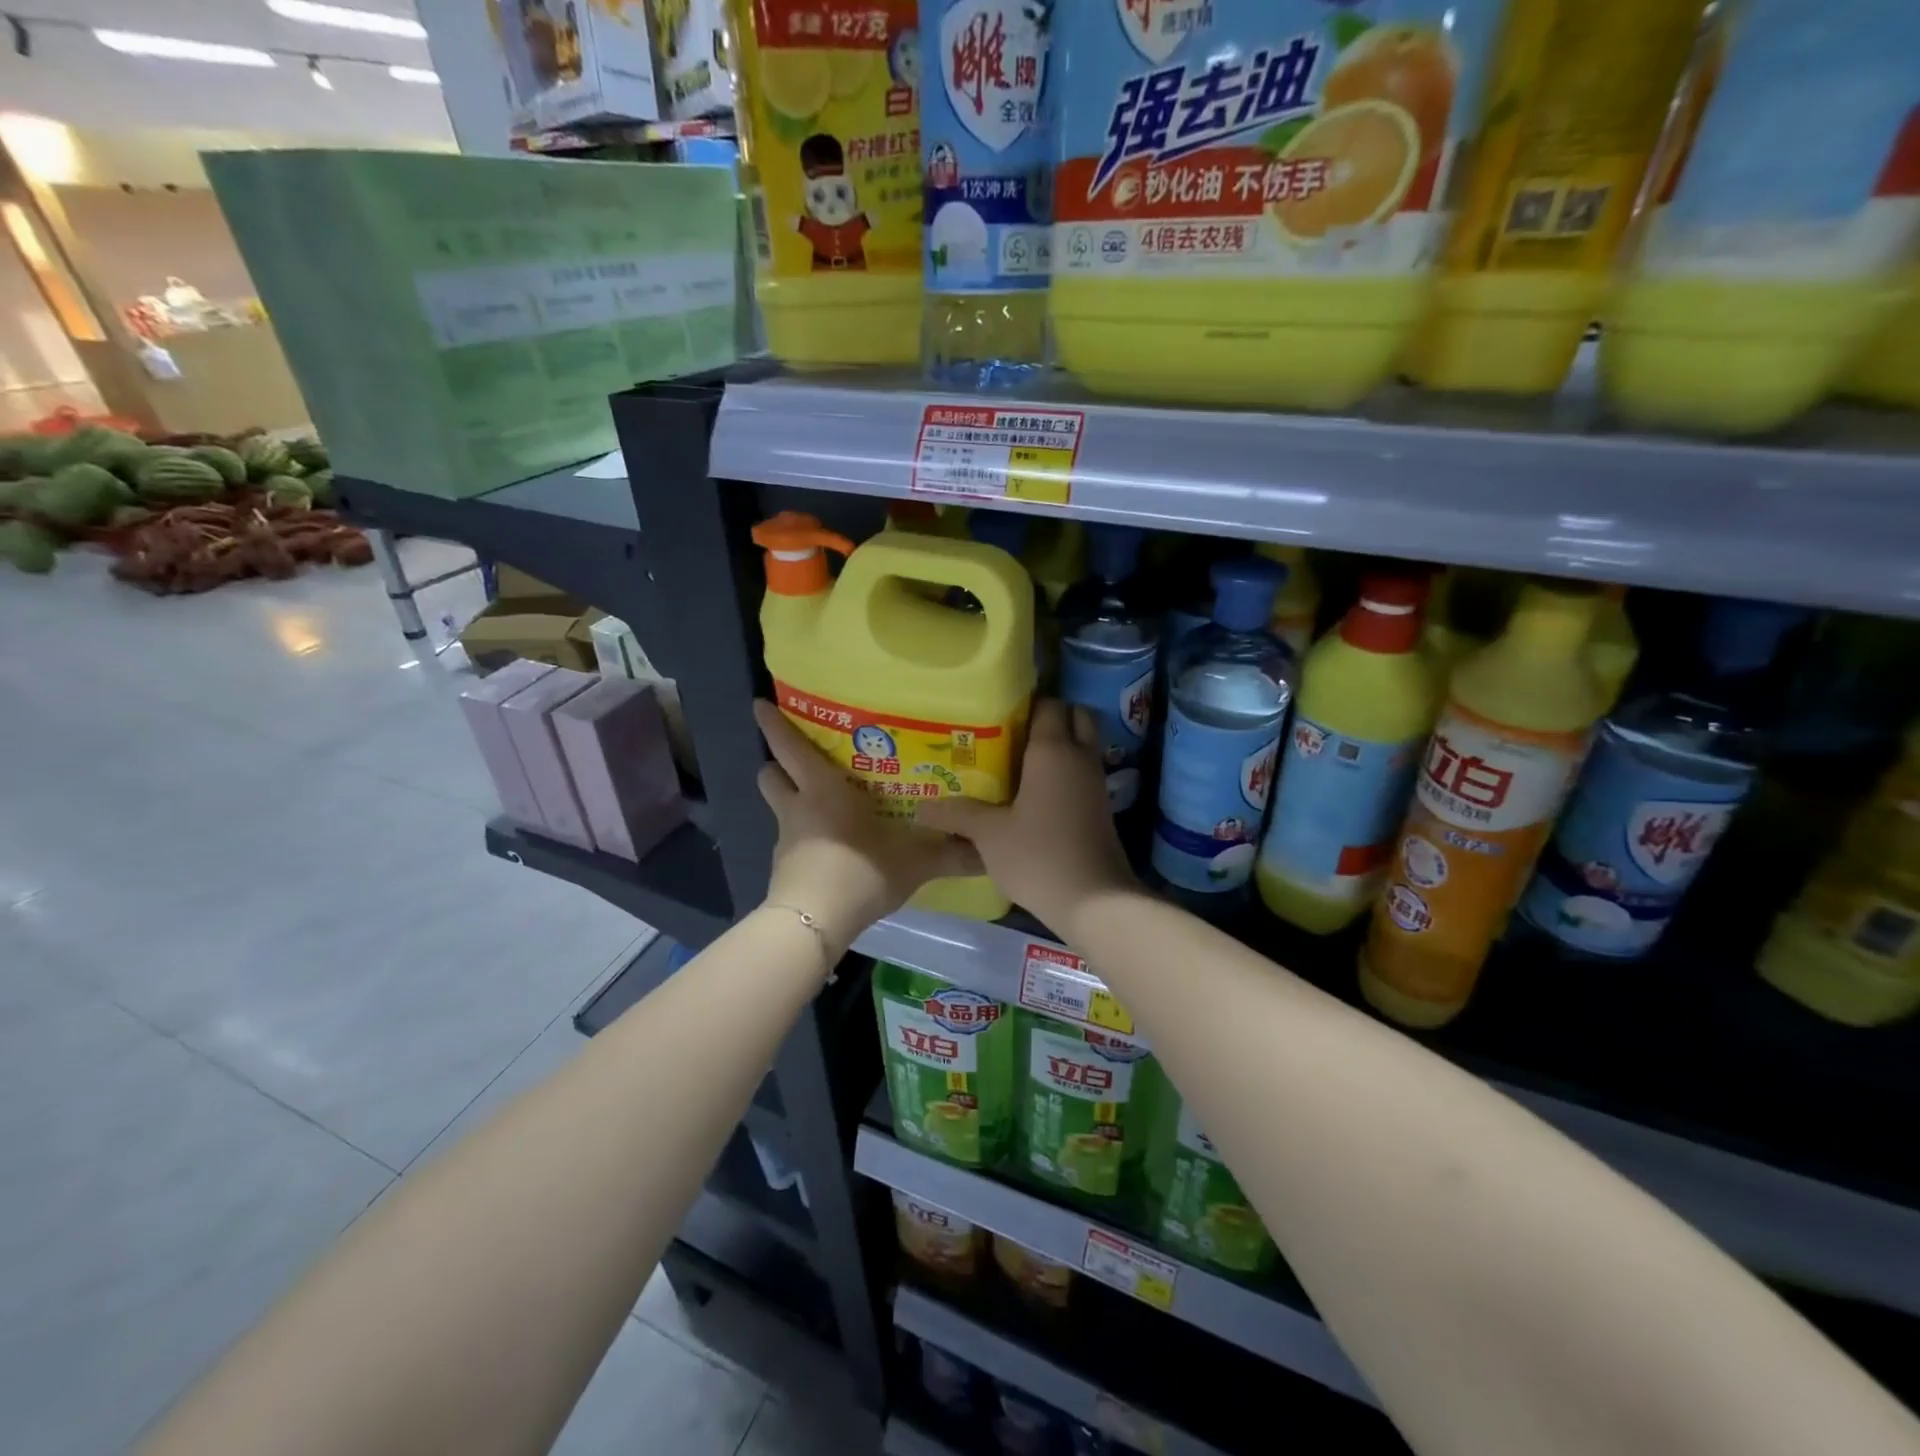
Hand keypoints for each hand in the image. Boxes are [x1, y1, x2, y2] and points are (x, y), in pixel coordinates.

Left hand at [754, 700, 980, 951]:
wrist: (815, 924)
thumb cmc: (860, 872)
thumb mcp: (914, 862)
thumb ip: (951, 854)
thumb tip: (990, 849)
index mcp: (823, 790)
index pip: (789, 747)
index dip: (774, 724)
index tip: (761, 704)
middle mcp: (797, 808)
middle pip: (771, 774)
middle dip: (779, 765)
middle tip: (803, 764)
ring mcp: (786, 840)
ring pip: (778, 808)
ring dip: (789, 802)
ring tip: (818, 808)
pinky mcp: (783, 869)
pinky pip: (789, 843)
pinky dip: (802, 840)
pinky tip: (828, 852)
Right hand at [918, 700, 1136, 933]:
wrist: (1094, 900)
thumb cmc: (1038, 855)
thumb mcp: (989, 835)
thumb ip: (957, 814)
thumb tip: (921, 807)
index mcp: (1053, 750)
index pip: (1048, 705)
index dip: (1025, 703)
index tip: (997, 714)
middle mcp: (1079, 757)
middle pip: (1075, 716)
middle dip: (1050, 717)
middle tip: (1014, 733)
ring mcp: (1095, 782)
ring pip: (1082, 745)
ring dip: (1059, 745)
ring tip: (1017, 761)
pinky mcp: (1101, 807)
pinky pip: (1082, 772)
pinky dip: (1064, 772)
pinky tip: (1035, 793)